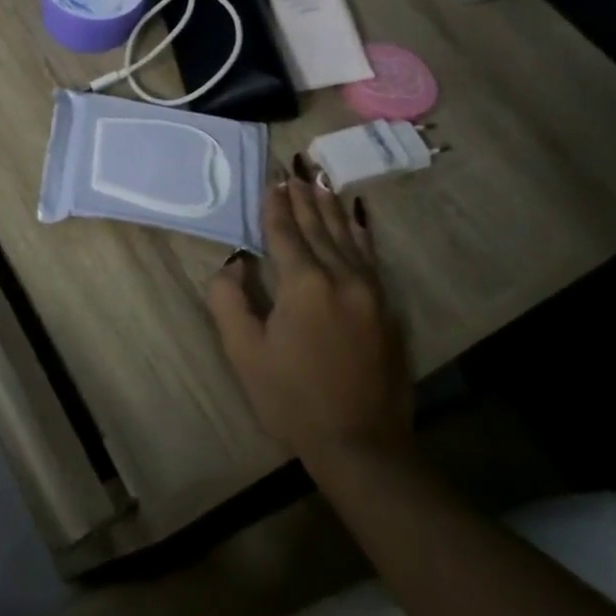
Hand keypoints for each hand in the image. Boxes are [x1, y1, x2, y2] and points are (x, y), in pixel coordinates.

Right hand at [206, 168, 412, 466]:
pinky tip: (356, 222)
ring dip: (331, 210)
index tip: (272, 181)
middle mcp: (341, 278)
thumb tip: (233, 265)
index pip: (286, 234)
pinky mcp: (386, 310)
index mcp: (304, 285)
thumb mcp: (245, 352)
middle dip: (304, 199)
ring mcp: (370, 293)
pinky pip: (370, 258)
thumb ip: (229, 301)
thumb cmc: (291, 398)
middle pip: (319, 229)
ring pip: (348, 239)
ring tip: (321, 183)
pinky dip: (360, 235)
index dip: (276, 207)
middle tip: (295, 171)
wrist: (361, 444)